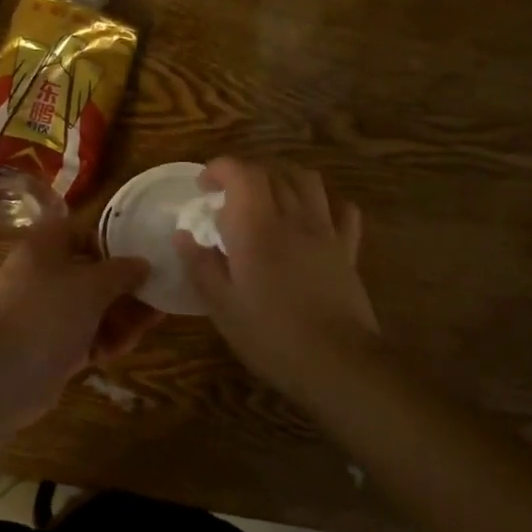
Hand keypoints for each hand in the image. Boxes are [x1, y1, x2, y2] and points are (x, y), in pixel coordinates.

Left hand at [0, 217, 162, 423]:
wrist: (3, 375)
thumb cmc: (48, 312)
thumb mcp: (93, 284)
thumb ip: (123, 271)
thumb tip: (143, 263)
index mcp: (44, 247)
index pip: (80, 231)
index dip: (112, 239)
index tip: (144, 251)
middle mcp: (42, 275)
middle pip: (90, 272)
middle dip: (125, 283)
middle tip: (160, 290)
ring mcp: (45, 313)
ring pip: (91, 307)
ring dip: (122, 313)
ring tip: (155, 319)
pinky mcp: (50, 347)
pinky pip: (85, 335)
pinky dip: (106, 338)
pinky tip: (130, 344)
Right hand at [175, 158, 379, 389]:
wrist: (337, 362)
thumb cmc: (271, 336)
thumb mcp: (222, 306)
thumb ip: (200, 265)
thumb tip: (183, 235)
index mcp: (256, 227)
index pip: (240, 173)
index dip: (219, 169)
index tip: (203, 187)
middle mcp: (292, 217)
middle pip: (272, 171)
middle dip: (246, 173)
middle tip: (228, 196)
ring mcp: (325, 231)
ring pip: (308, 180)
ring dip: (283, 178)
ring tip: (268, 197)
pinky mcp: (348, 249)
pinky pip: (342, 209)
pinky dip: (324, 201)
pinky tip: (312, 215)